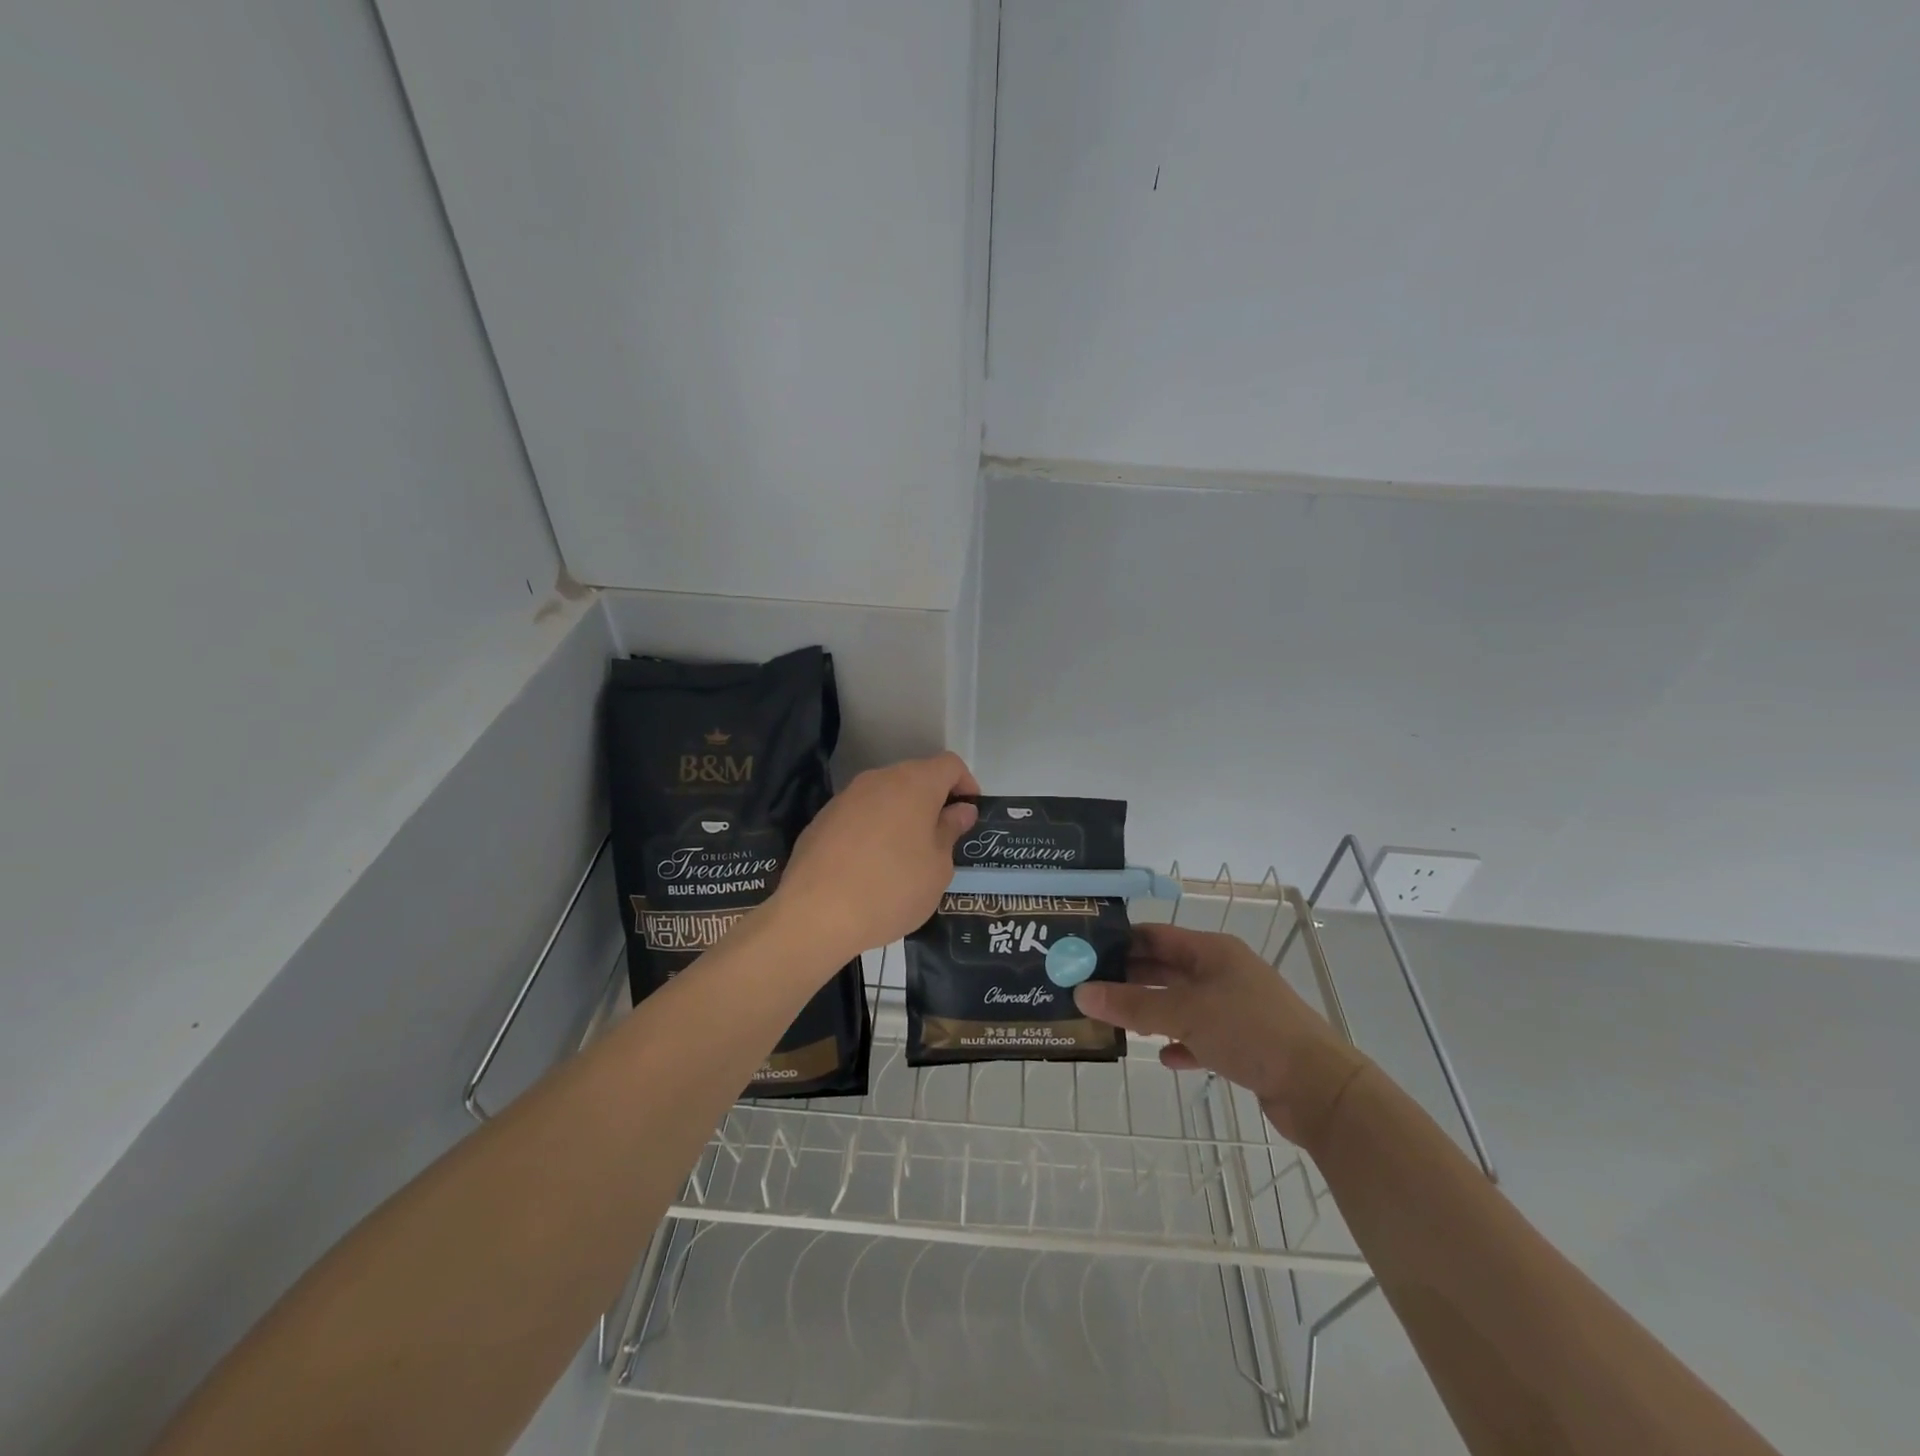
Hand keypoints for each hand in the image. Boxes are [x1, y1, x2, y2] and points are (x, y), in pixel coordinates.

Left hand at [771, 752, 979, 964]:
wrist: (815, 914)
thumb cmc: (891, 889)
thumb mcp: (937, 868)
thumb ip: (950, 832)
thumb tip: (959, 811)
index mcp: (914, 784)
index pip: (950, 765)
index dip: (966, 785)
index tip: (969, 816)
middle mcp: (878, 780)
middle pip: (916, 777)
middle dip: (933, 802)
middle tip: (942, 841)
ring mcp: (846, 797)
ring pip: (885, 796)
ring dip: (902, 816)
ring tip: (906, 858)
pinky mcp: (822, 819)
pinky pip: (860, 815)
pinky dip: (873, 830)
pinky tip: (871, 867)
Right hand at [1074, 923, 1371, 1149]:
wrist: (1319, 1088)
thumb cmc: (1249, 1032)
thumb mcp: (1185, 1014)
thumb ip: (1132, 1005)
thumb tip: (1082, 992)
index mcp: (1212, 951)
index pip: (1156, 936)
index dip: (1121, 941)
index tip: (1085, 954)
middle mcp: (1224, 972)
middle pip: (1167, 969)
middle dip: (1131, 979)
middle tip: (1090, 991)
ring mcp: (1236, 1008)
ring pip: (1183, 1004)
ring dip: (1152, 1012)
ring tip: (1116, 1023)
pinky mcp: (1246, 1043)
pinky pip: (1202, 1036)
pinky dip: (1181, 1043)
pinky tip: (1164, 1057)